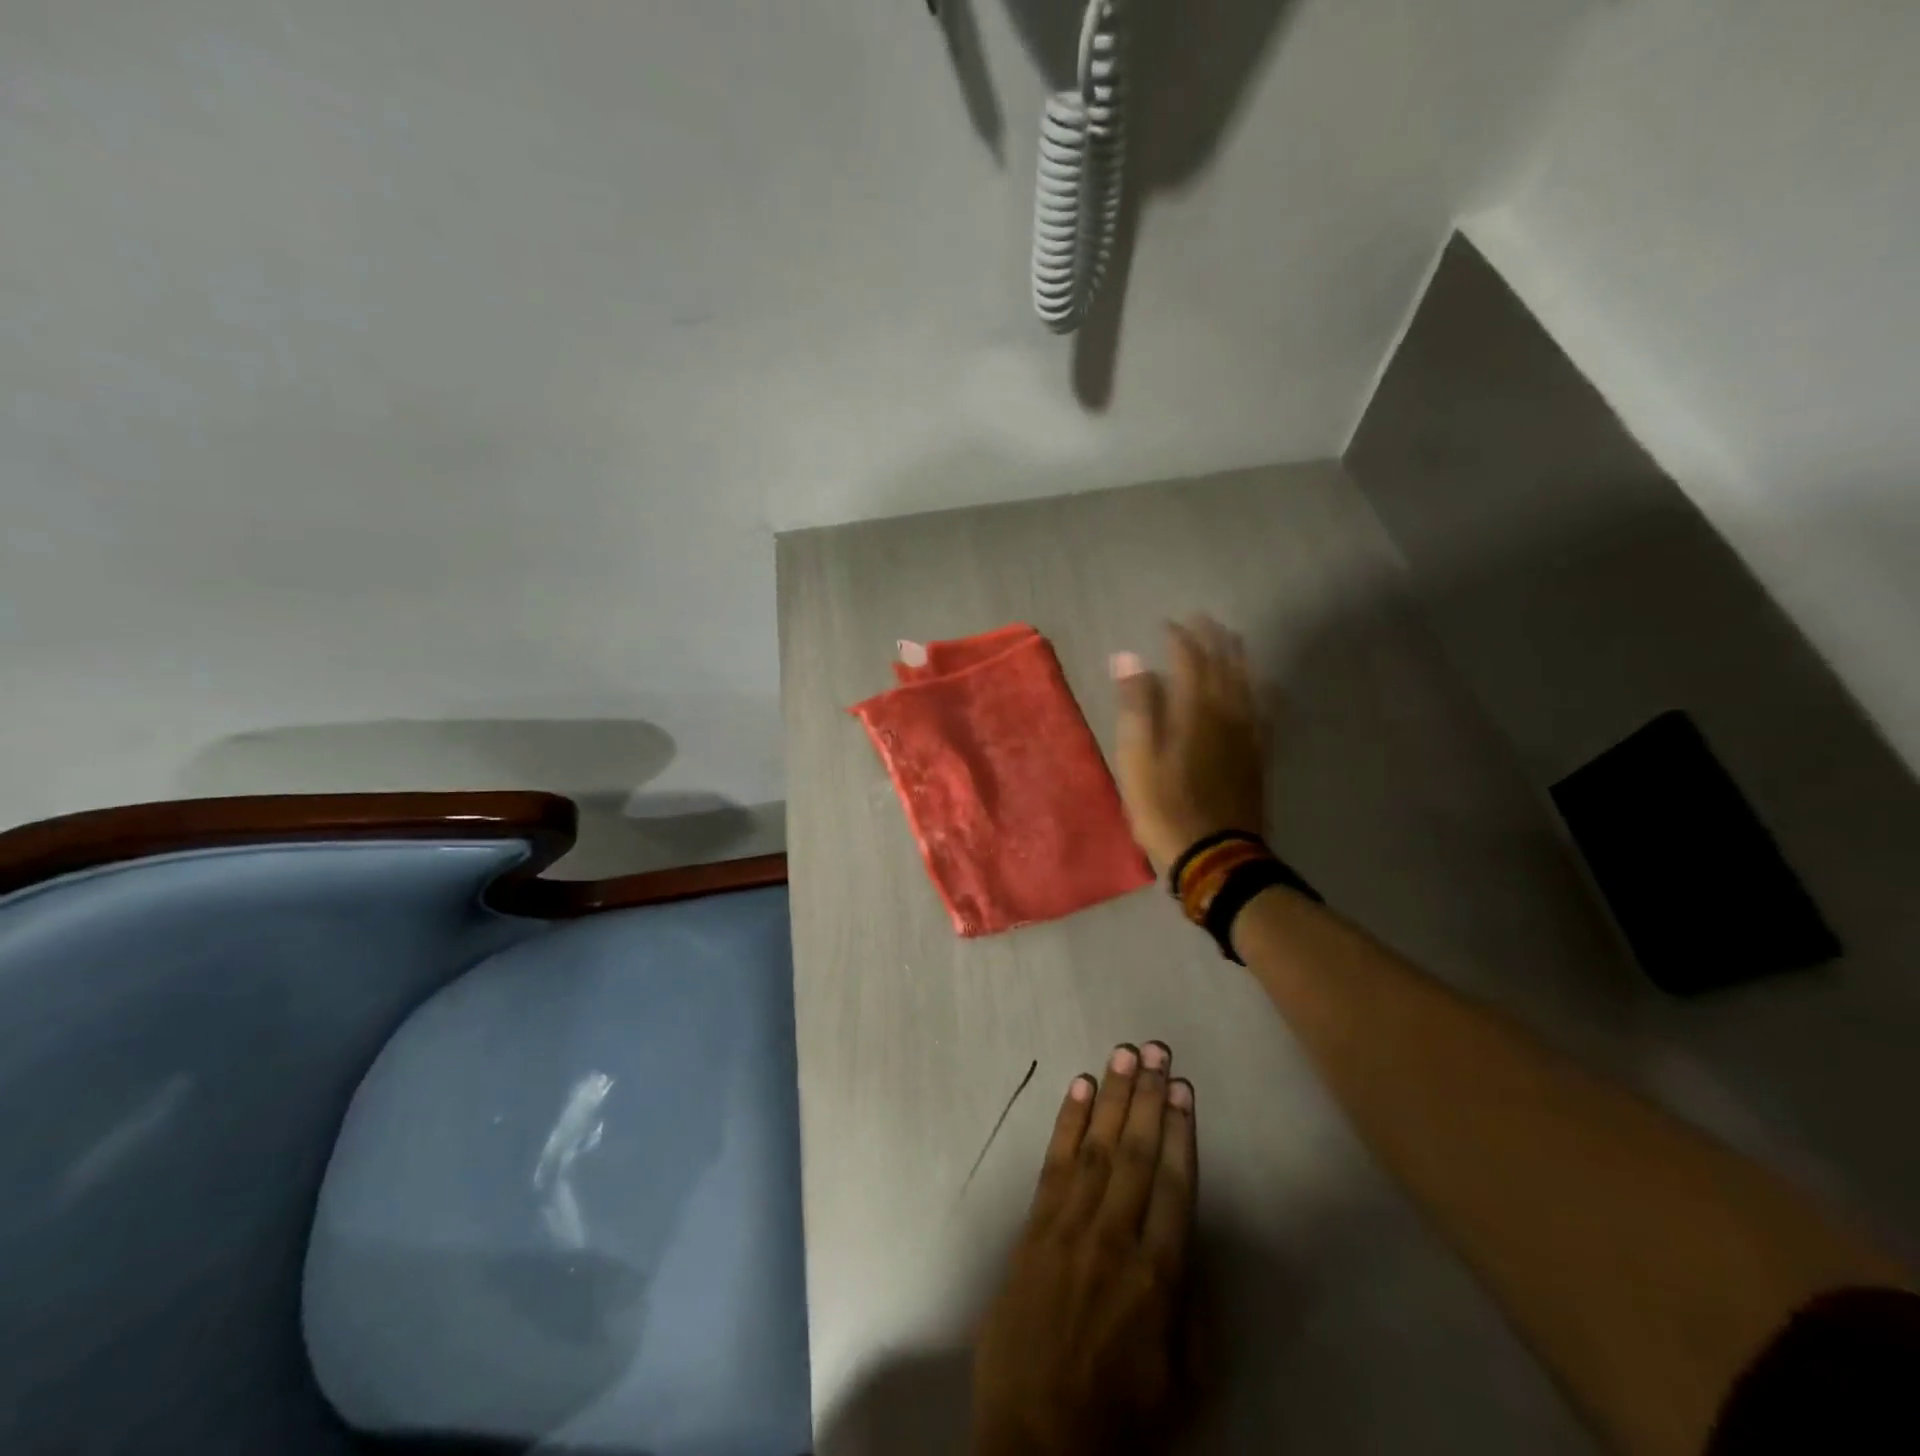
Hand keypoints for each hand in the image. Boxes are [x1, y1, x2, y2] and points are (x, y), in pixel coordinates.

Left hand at [971, 1043, 1198, 1455]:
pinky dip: (1068, 1122)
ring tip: (1125, 1054)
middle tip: (1157, 1049)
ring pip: (1097, 1147)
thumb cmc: (1116, 1418)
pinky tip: (1079, 1088)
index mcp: (1157, 1278)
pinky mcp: (1034, 1227)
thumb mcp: (1180, 1383)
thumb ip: (1189, 1310)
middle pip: (1136, 1153)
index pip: (1174, 1185)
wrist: (1034, 1440)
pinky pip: (1054, 1164)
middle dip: (1149, 1097)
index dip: (1181, 1132)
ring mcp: (1069, 1228)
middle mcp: (1114, 1239)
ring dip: (1112, 1097)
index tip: (1184, 1088)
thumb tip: (1186, 1247)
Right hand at [1110, 617, 1266, 872]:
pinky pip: (1267, 713)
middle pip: (1223, 666)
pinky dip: (1265, 692)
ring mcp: (1247, 735)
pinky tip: (1267, 685)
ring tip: (1234, 639)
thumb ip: (1137, 705)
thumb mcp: (1136, 757)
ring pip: (1248, 684)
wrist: (1214, 854)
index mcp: (1192, 711)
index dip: (1179, 639)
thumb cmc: (1163, 807)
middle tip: (1205, 619)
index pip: (1189, 661)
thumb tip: (1129, 658)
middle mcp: (1225, 714)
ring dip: (1239, 658)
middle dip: (1212, 639)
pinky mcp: (1258, 756)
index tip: (1168, 624)